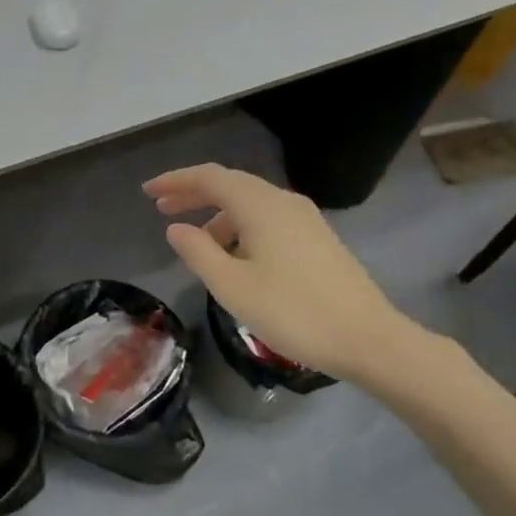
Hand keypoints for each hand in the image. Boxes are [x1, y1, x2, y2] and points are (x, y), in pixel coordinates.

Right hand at [145, 163, 421, 383]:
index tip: (148, 192)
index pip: (209, 178)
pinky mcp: (317, 238)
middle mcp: (283, 201)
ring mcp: (305, 218)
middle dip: (194, 193)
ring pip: (251, 203)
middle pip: (231, 184)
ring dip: (218, 214)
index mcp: (260, 206)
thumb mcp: (232, 286)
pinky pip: (268, 218)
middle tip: (162, 209)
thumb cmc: (292, 312)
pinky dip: (241, 226)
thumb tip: (176, 229)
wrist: (367, 338)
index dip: (175, 181)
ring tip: (196, 242)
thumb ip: (197, 252)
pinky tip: (235, 256)